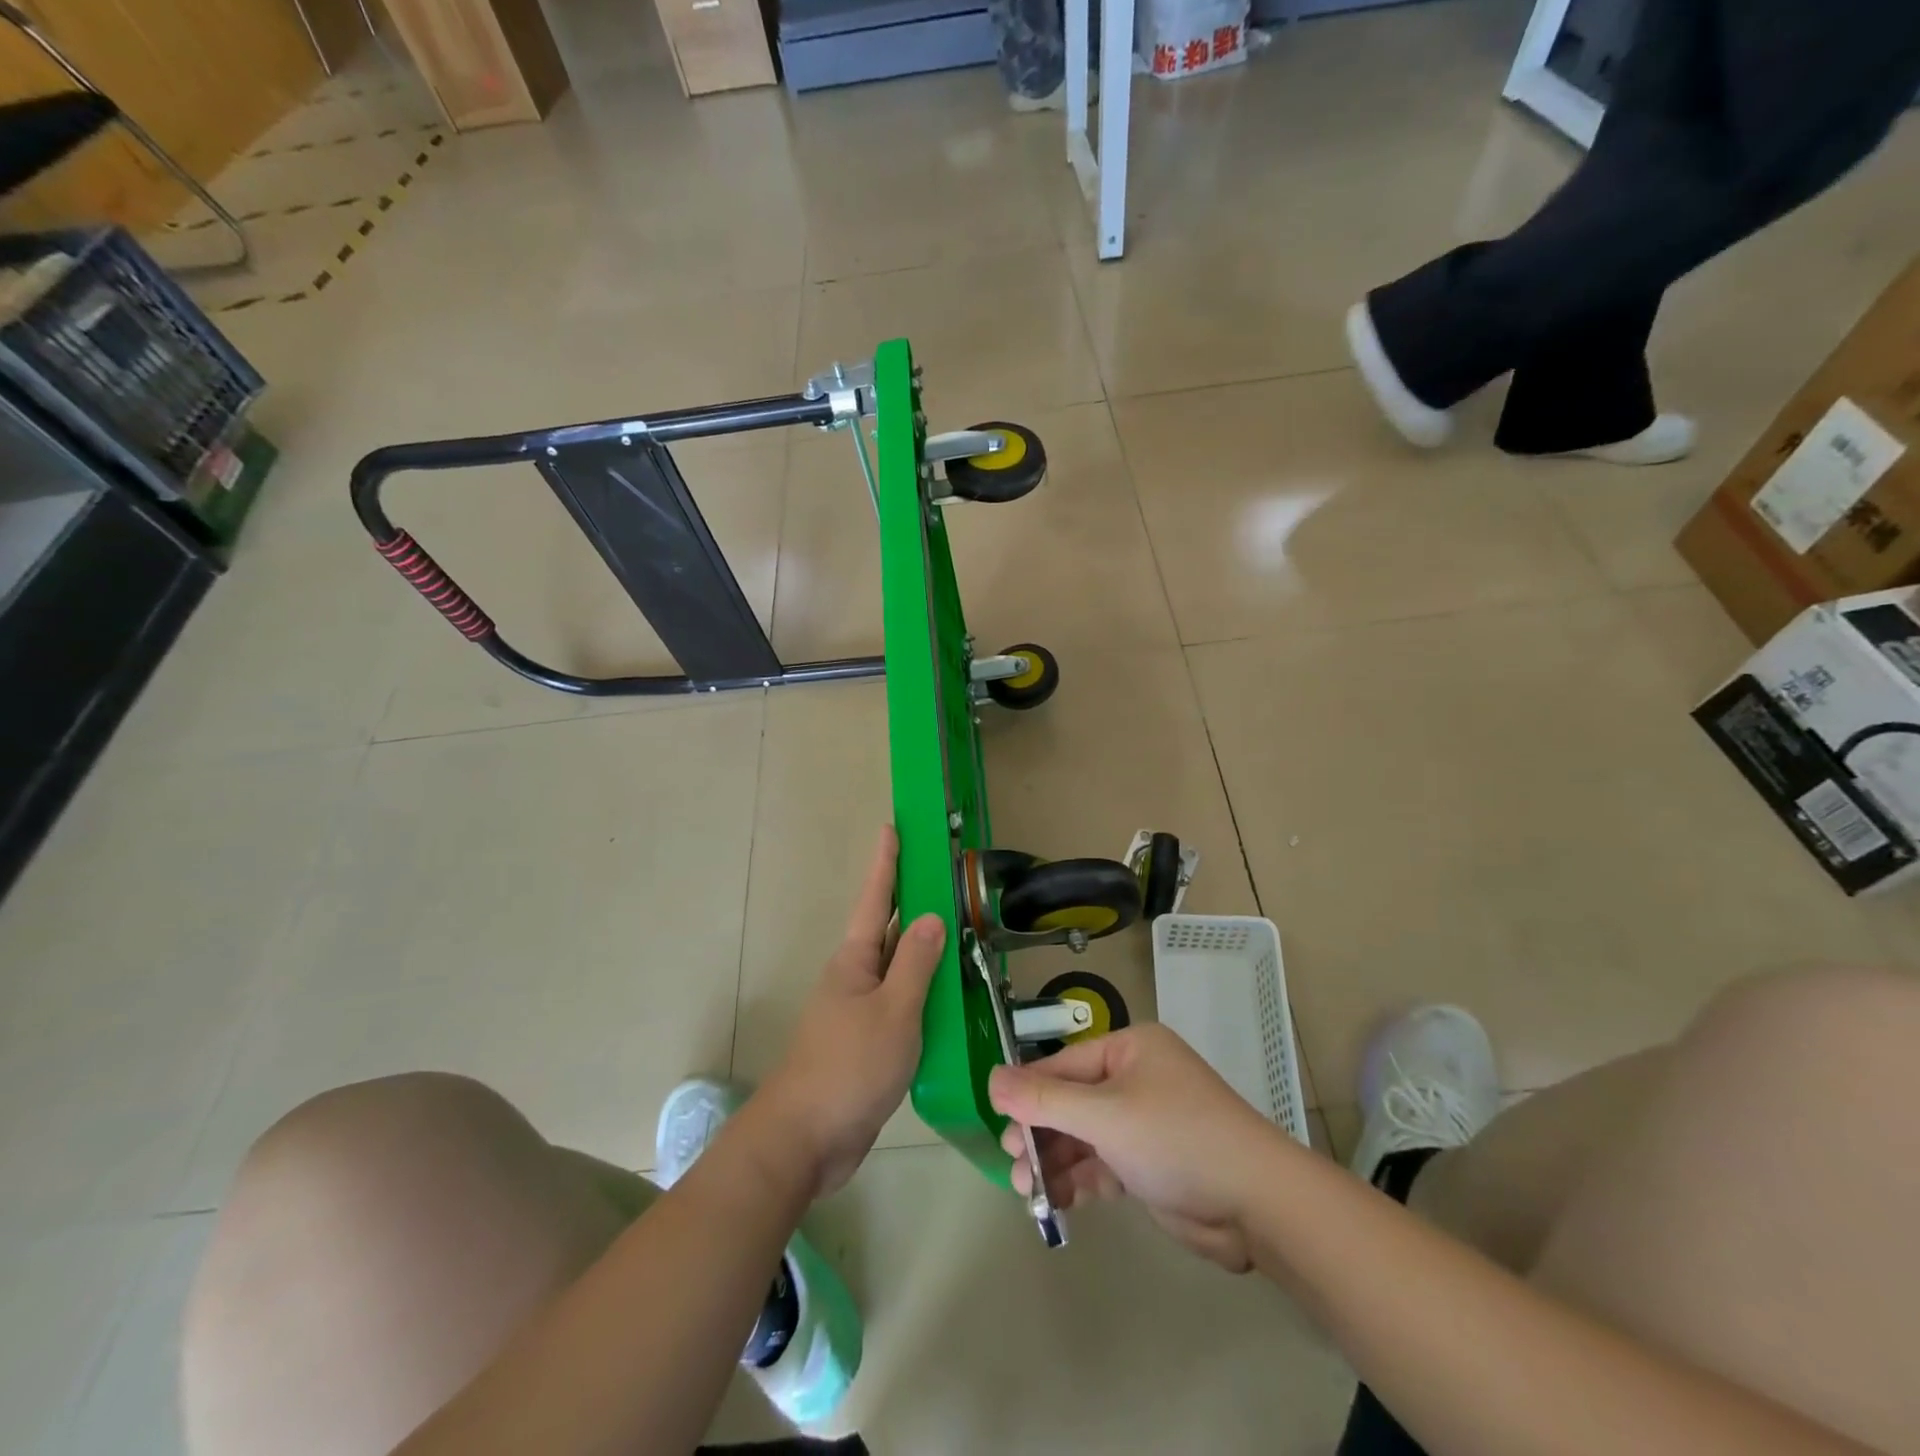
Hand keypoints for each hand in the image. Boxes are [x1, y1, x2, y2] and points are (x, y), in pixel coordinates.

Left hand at [759, 827, 945, 1197]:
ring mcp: (860, 1011)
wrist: (806, 1139)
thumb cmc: (849, 1066)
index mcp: (854, 960)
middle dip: (911, 901)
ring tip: (959, 931)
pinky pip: (902, 1004)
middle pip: (887, 929)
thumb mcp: (893, 1011)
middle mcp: (855, 978)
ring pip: (898, 969)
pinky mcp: (869, 1043)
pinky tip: (949, 999)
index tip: (892, 827)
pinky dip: (925, 993)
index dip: (886, 863)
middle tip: (943, 875)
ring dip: (923, 950)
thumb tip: (931, 916)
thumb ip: (915, 963)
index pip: (875, 899)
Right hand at [989, 1024, 1285, 1271]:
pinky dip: (1082, 1180)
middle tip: (1014, 1164)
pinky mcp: (1151, 1163)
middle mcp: (1136, 1078)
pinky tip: (1059, 1202)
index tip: (999, 1125)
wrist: (1257, 1205)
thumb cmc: (1176, 1139)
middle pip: (1072, 1101)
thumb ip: (1045, 1100)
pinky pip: (1104, 1162)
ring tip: (1028, 1192)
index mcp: (1130, 1050)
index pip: (1064, 1065)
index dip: (1029, 1094)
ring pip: (1085, 1136)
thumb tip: (991, 1079)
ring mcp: (1145, 1122)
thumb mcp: (1105, 1115)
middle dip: (1041, 1133)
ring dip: (1057, 1162)